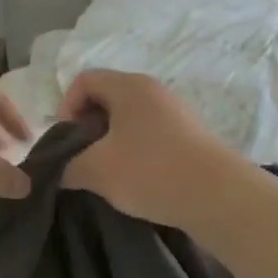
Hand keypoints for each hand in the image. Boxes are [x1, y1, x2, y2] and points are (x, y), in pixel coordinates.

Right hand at [58, 70, 237, 226]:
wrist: (220, 198)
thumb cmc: (151, 172)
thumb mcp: (96, 171)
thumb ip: (66, 166)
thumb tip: (58, 170)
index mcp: (129, 86)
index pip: (84, 80)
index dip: (66, 107)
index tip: (66, 140)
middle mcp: (153, 90)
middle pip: (106, 97)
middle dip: (87, 126)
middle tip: (82, 157)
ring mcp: (175, 112)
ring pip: (128, 118)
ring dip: (110, 141)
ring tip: (107, 172)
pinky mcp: (190, 135)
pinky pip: (149, 132)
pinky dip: (134, 150)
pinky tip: (135, 178)